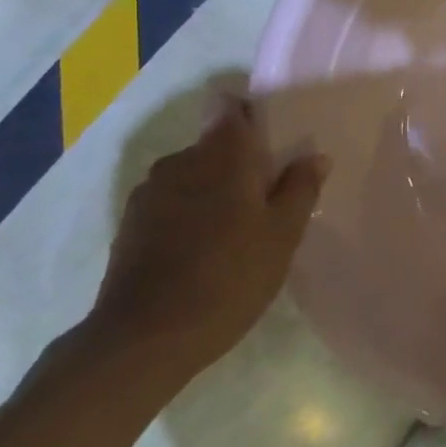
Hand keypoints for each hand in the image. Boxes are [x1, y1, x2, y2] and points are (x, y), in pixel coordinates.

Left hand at [89, 93, 327, 386]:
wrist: (143, 339)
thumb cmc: (229, 277)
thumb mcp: (283, 235)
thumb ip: (301, 188)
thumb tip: (314, 156)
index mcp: (222, 153)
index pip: (231, 107)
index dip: (253, 115)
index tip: (275, 140)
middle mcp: (181, 160)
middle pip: (216, 142)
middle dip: (241, 160)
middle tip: (270, 194)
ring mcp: (150, 191)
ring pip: (194, 173)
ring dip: (215, 188)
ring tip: (239, 226)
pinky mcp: (131, 223)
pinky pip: (173, 200)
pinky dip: (192, 211)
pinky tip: (207, 248)